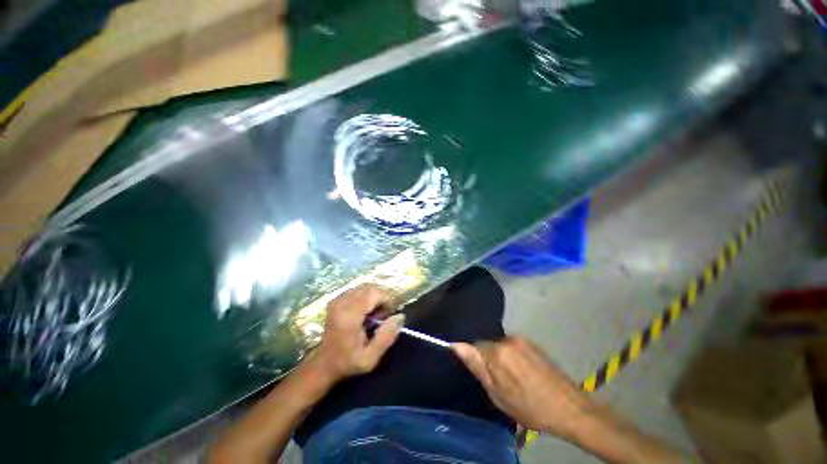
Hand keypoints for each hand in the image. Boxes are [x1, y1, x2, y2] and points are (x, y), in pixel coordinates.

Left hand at [310, 284, 404, 384]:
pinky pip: (357, 290)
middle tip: (382, 316)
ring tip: (374, 314)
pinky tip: (365, 311)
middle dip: (381, 298)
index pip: (373, 294)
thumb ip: (387, 336)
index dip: (386, 300)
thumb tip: (401, 316)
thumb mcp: (371, 358)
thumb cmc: (348, 362)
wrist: (324, 364)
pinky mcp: (336, 299)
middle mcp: (342, 303)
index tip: (389, 315)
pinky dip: (366, 297)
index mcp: (349, 316)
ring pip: (364, 287)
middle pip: (369, 288)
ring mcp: (337, 299)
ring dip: (374, 297)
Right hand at [453, 337, 593, 438]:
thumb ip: (477, 367)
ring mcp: (522, 340)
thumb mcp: (498, 395)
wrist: (570, 408)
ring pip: (500, 346)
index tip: (483, 375)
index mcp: (497, 352)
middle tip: (499, 382)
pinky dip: (512, 357)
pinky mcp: (532, 343)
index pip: (474, 346)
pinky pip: (513, 346)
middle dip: (489, 360)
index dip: (475, 361)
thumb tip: (456, 346)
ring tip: (513, 379)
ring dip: (501, 358)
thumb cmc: (530, 407)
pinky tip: (523, 373)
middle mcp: (507, 340)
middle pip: (488, 345)